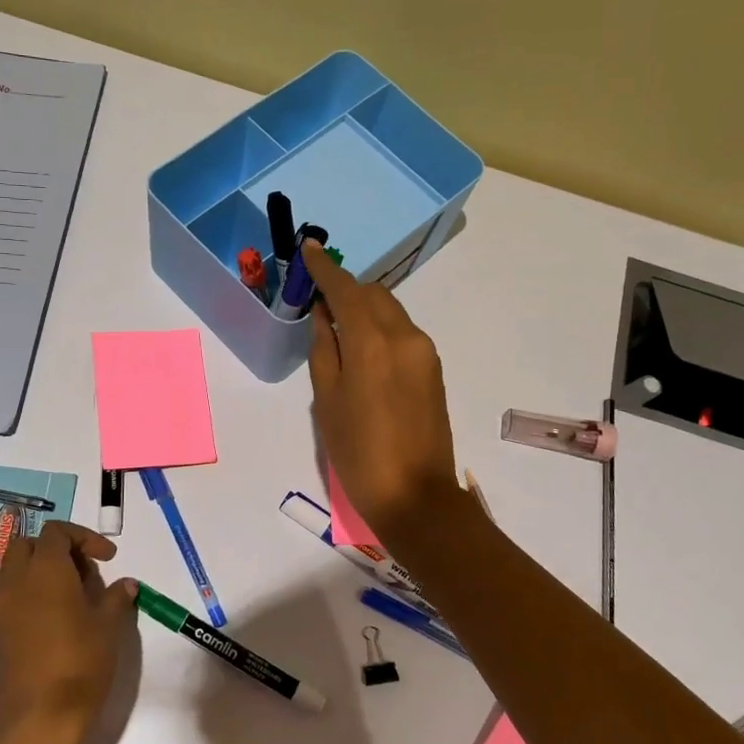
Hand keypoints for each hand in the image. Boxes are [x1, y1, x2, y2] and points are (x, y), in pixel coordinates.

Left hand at [0, 521, 134, 743]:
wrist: (38, 718)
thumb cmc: (79, 662)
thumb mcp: (108, 626)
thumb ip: (115, 598)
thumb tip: (125, 584)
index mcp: (45, 569)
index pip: (56, 532)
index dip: (84, 538)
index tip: (107, 560)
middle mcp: (16, 580)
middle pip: (28, 545)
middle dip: (56, 549)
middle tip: (83, 571)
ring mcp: (0, 606)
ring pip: (14, 569)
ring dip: (39, 570)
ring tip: (70, 595)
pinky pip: (9, 595)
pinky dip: (28, 593)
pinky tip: (53, 619)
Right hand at [302, 240, 461, 547]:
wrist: (415, 495)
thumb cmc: (358, 452)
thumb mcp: (327, 401)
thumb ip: (324, 348)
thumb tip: (323, 314)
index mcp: (372, 342)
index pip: (345, 289)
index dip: (325, 268)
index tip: (310, 248)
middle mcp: (404, 336)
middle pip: (373, 294)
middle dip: (346, 288)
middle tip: (319, 298)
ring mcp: (424, 352)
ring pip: (390, 311)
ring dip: (364, 308)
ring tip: (339, 325)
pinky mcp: (434, 368)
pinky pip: (402, 332)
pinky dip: (380, 327)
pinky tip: (364, 348)